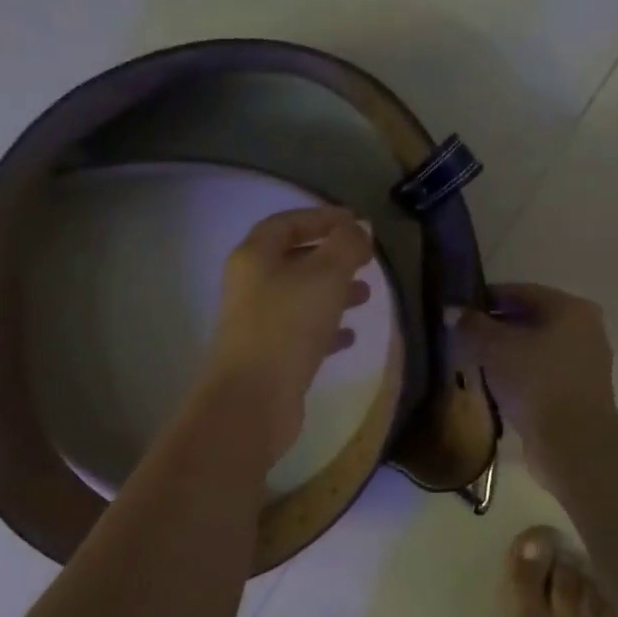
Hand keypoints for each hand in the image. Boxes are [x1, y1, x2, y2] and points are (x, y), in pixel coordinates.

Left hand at [200, 206, 373, 470]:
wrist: (254, 399)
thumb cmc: (288, 325)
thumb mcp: (325, 275)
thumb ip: (346, 246)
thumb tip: (358, 229)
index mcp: (254, 257)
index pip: (287, 223)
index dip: (321, 218)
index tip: (357, 222)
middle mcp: (250, 286)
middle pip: (293, 260)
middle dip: (331, 257)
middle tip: (365, 261)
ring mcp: (257, 323)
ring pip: (300, 297)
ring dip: (333, 293)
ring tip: (366, 295)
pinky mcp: (269, 356)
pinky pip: (301, 332)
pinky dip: (326, 329)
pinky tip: (351, 336)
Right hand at [451, 283, 616, 459]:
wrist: (572, 442)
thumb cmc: (534, 382)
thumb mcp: (493, 347)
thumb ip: (470, 325)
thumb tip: (453, 312)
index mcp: (569, 308)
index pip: (518, 292)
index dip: (484, 299)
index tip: (457, 312)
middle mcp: (584, 329)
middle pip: (528, 319)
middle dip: (494, 328)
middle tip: (461, 339)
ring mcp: (584, 362)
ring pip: (534, 348)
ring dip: (505, 354)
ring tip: (473, 364)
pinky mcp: (578, 392)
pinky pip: (540, 373)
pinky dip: (518, 375)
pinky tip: (494, 387)